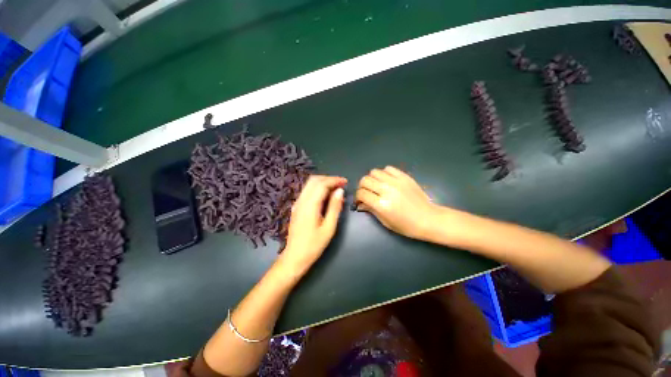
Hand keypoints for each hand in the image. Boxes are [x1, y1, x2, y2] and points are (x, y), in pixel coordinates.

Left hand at [280, 175, 346, 275]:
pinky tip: (325, 195)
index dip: (334, 180)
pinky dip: (317, 188)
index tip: (345, 182)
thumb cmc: (314, 245)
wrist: (294, 257)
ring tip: (335, 188)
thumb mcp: (329, 227)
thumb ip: (334, 207)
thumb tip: (340, 191)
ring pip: (309, 185)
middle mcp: (302, 200)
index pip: (322, 184)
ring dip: (322, 182)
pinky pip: (307, 191)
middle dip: (328, 179)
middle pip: (314, 180)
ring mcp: (297, 203)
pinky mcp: (296, 207)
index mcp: (310, 205)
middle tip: (341, 184)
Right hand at [355, 166, 437, 239]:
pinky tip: (387, 180)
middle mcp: (387, 190)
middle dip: (362, 187)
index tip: (360, 200)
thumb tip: (360, 203)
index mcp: (382, 204)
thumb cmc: (406, 225)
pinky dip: (384, 173)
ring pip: (374, 172)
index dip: (358, 197)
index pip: (361, 193)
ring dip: (372, 179)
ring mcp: (396, 181)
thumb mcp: (385, 221)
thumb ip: (371, 209)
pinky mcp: (404, 176)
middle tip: (366, 192)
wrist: (428, 219)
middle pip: (365, 180)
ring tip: (376, 185)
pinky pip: (388, 168)